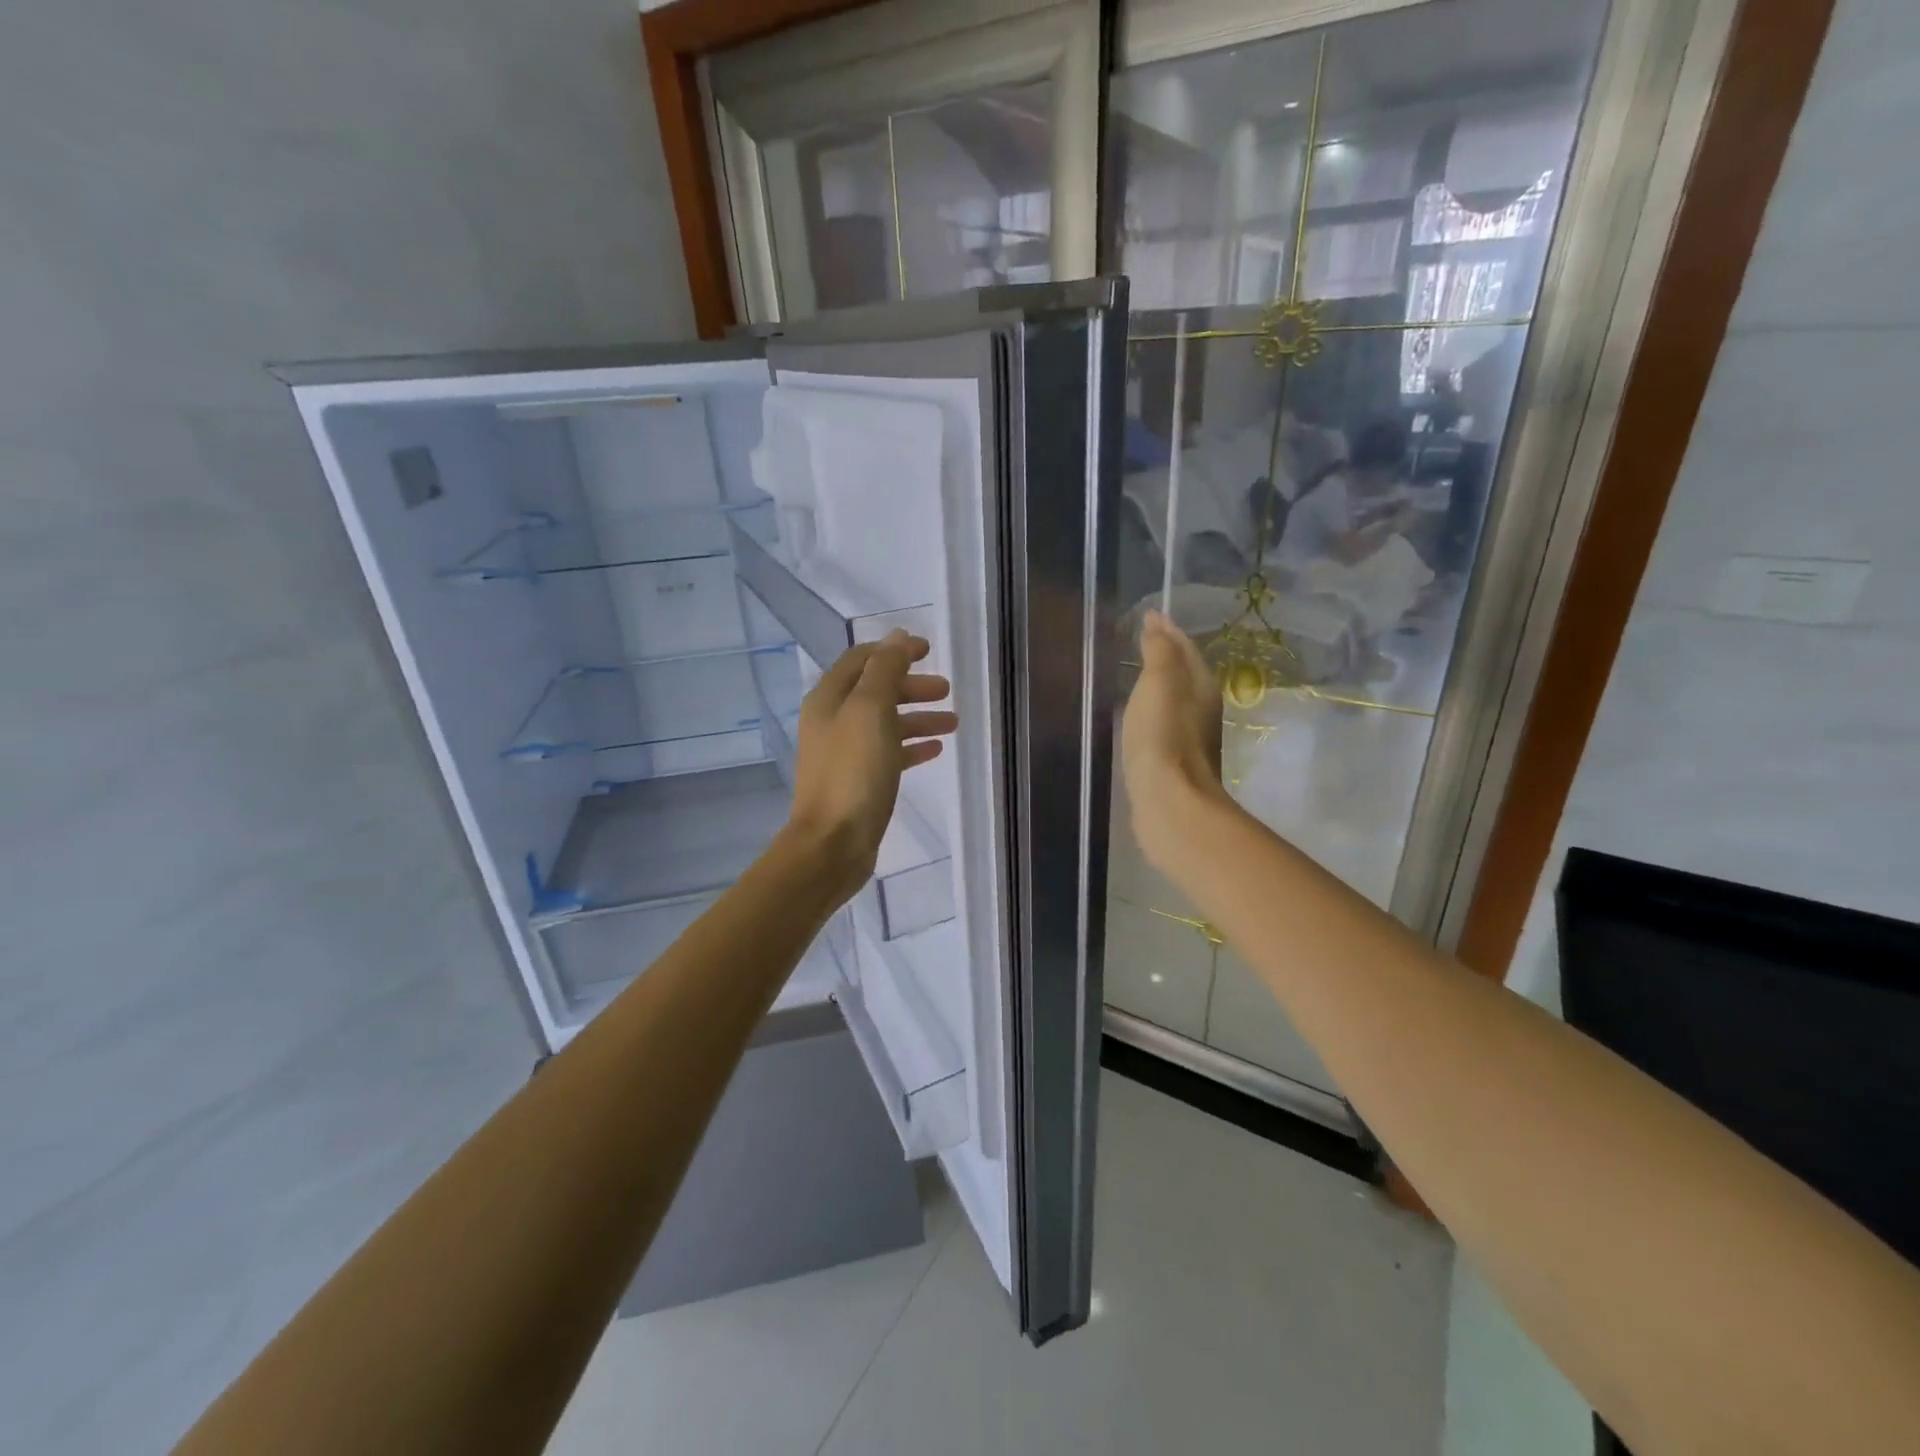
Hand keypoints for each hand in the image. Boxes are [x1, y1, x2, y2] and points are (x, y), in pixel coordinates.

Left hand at [785, 630, 957, 905]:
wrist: (832, 844)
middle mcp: (833, 721)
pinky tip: (936, 750)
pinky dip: (912, 746)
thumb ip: (885, 669)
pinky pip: (889, 753)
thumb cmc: (853, 772)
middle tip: (946, 690)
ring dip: (918, 717)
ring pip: (886, 723)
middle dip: (911, 685)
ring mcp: (845, 753)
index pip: (862, 659)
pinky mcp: (858, 781)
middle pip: (876, 690)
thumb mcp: (871, 710)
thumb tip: (897, 637)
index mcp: (829, 698)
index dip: (895, 650)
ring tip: (953, 722)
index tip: (929, 650)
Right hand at [1121, 611, 1228, 870]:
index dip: (1167, 631)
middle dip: (1165, 654)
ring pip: (1174, 699)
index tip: (1147, 615)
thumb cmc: (1163, 738)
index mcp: (1201, 686)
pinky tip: (1135, 715)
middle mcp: (1202, 709)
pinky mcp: (1173, 762)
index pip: (1186, 648)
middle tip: (1139, 639)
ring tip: (1133, 673)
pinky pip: (1162, 724)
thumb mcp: (1159, 684)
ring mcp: (1189, 738)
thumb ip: (1158, 652)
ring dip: (1158, 684)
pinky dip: (1150, 711)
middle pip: (1184, 672)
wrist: (1170, 803)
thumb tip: (1157, 622)